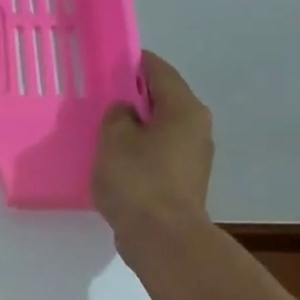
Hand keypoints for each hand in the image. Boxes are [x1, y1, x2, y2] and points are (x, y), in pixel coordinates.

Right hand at [94, 50, 213, 245]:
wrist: (162, 238)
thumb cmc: (138, 181)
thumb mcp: (114, 140)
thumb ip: (117, 116)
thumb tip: (126, 111)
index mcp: (184, 109)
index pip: (159, 71)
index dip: (134, 63)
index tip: (110, 61)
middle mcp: (197, 128)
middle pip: (163, 100)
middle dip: (134, 97)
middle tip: (102, 97)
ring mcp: (194, 158)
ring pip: (161, 129)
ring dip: (136, 127)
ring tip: (104, 130)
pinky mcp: (184, 182)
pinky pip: (159, 154)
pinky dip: (140, 151)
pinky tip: (116, 160)